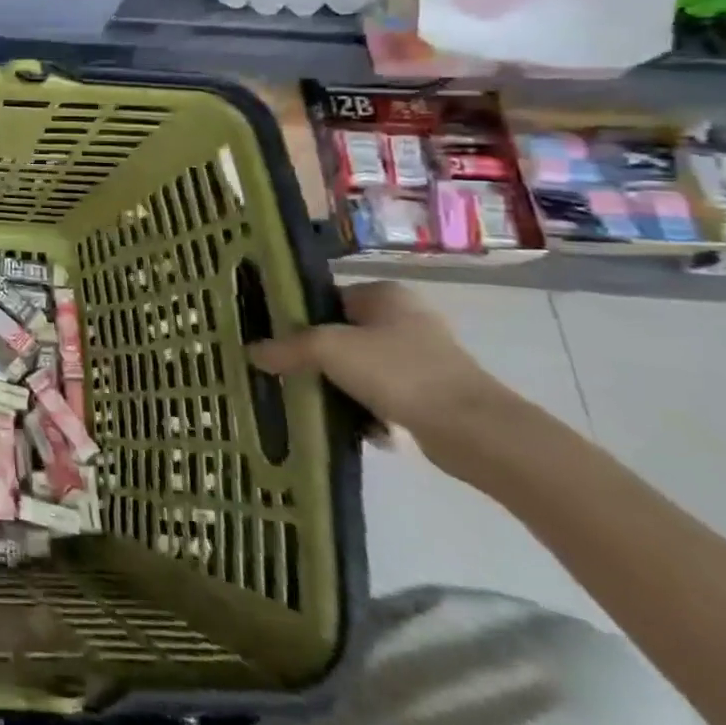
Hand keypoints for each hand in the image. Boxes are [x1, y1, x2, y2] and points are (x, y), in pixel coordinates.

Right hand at [248, 280, 524, 472]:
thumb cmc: (398, 372)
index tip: (272, 341)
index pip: (325, 298)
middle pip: (340, 333)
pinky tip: (355, 425)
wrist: (473, 430)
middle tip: (286, 372)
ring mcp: (423, 355)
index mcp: (385, 293)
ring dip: (338, 385)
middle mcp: (406, 317)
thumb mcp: (327, 349)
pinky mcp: (433, 391)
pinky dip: (366, 408)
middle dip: (314, 356)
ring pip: (359, 366)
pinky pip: (383, 393)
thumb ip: (286, 347)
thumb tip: (252, 352)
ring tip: (315, 401)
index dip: (296, 317)